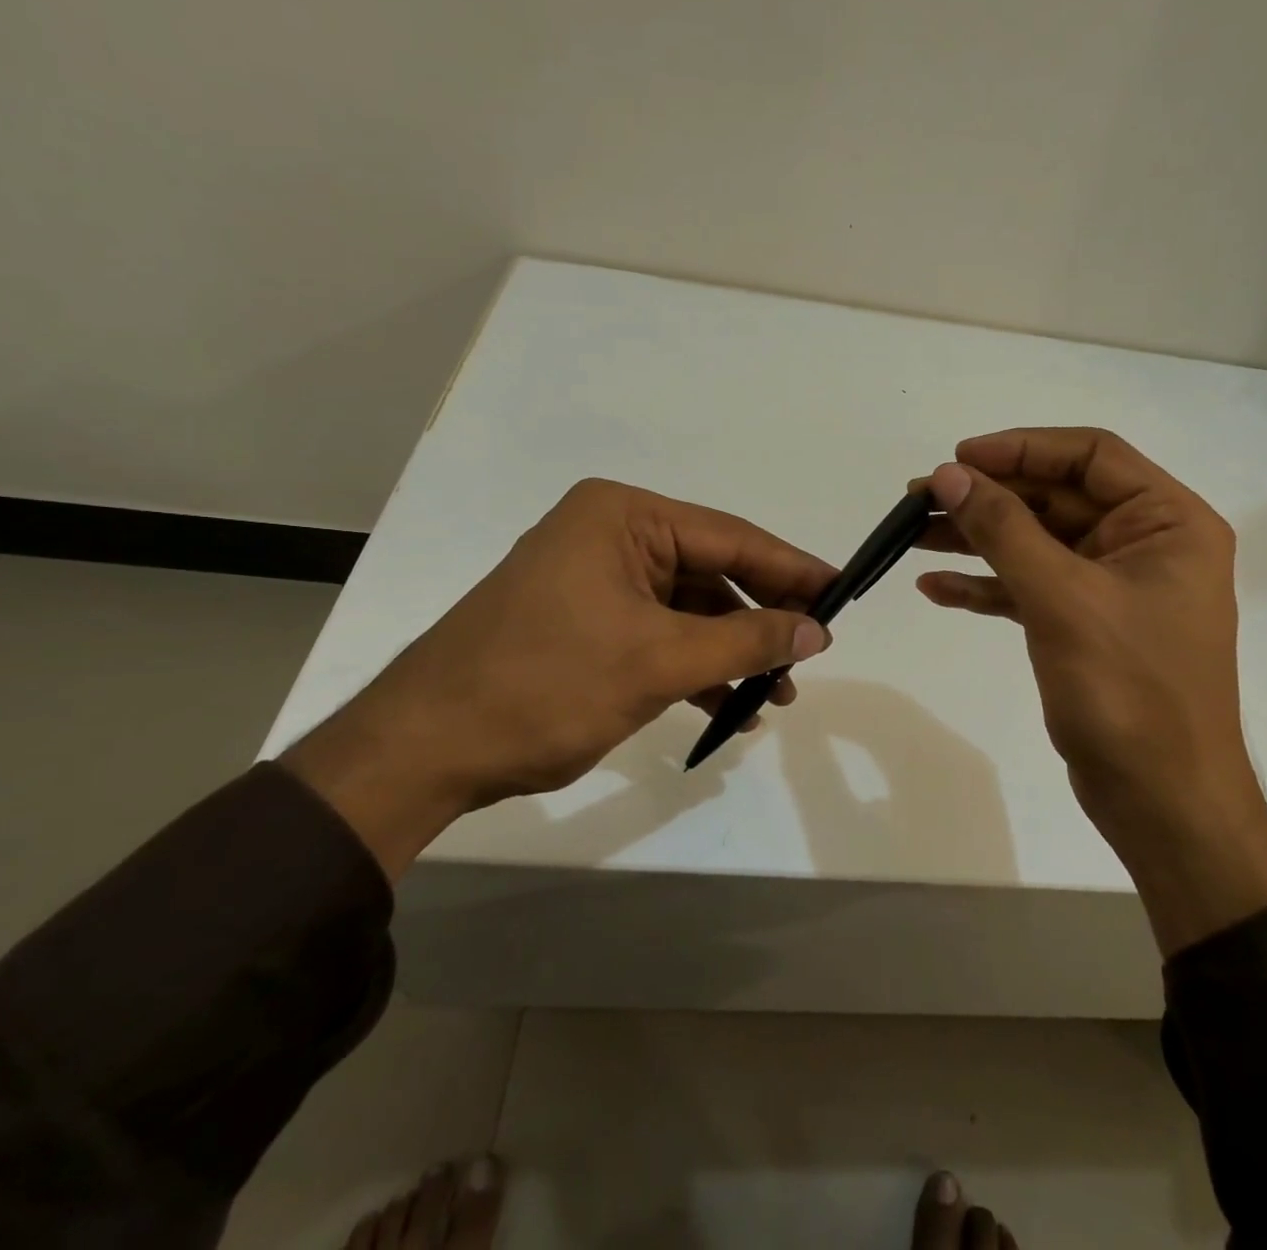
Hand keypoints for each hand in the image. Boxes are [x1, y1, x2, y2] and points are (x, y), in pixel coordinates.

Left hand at [283, 479, 836, 877]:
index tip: (842, 593)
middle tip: (811, 654)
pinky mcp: (586, 621)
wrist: (424, 750)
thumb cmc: (545, 686)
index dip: (791, 569)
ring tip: (775, 695)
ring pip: (689, 610)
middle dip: (761, 620)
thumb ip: (746, 639)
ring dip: (731, 651)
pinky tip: (727, 708)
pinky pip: (659, 634)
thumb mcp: (658, 661)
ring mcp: (596, 579)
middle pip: (712, 572)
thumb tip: (817, 631)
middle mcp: (611, 535)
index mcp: (623, 517)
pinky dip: (694, 667)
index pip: (730, 538)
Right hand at [917, 428, 1266, 953]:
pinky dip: (986, 586)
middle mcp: (1144, 544)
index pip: (1091, 455)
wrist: (1162, 801)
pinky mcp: (1084, 625)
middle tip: (918, 497)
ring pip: (1036, 543)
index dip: (1022, 449)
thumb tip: (948, 475)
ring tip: (910, 535)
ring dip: (976, 538)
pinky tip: (934, 589)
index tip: (958, 458)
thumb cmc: (1129, 691)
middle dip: (987, 497)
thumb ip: (1004, 530)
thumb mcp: (1062, 599)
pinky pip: (1029, 588)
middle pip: (1055, 498)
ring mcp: (1112, 587)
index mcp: (1167, 522)